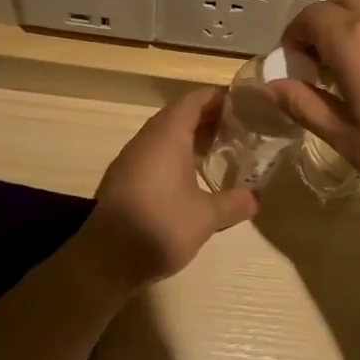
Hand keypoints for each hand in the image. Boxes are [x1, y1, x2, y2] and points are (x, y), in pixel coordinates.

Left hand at [74, 87, 257, 289]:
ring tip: (219, 150)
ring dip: (191, 137)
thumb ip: (234, 203)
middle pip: (180, 114)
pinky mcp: (123, 178)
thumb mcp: (206, 217)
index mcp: (168, 135)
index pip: (195, 99)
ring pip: (165, 134)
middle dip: (209, 118)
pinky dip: (175, 154)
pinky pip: (154, 153)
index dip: (219, 97)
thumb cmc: (160, 226)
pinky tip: (191, 177)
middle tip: (238, 129)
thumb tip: (256, 198)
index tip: (244, 105)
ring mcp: (131, 158)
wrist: (103, 261)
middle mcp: (148, 138)